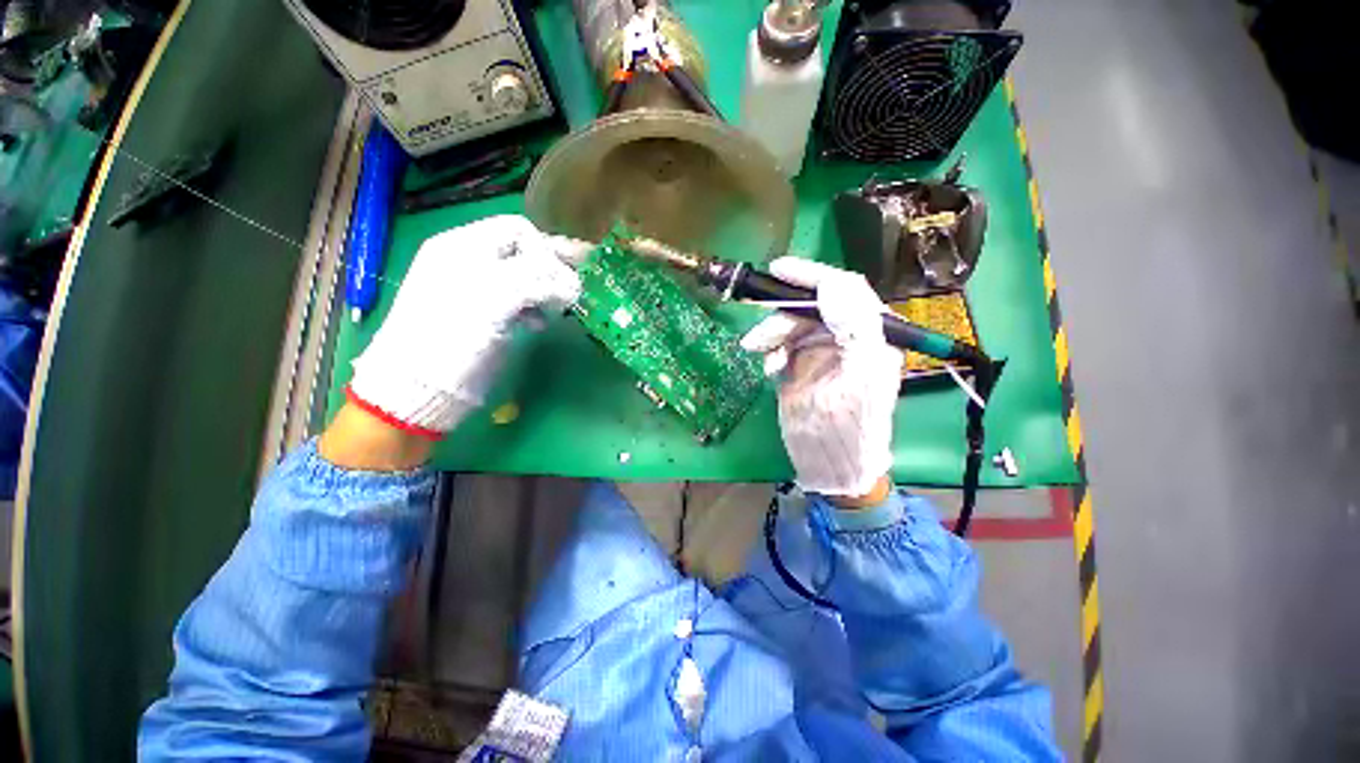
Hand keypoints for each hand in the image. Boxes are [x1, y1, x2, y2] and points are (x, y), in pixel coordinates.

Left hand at [347, 215, 581, 438]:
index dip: (545, 250)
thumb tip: (573, 283)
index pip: (517, 230)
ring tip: (560, 308)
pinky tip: (540, 323)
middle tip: (578, 286)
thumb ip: (536, 280)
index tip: (564, 277)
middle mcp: (471, 262)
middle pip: (523, 252)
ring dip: (548, 290)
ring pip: (525, 278)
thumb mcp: (493, 298)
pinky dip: (536, 308)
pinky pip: (520, 301)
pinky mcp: (487, 316)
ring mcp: (479, 290)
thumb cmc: (451, 336)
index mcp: (464, 246)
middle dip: (553, 268)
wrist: (420, 388)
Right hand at [740, 258, 902, 499]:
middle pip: (813, 305)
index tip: (778, 270)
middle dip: (783, 315)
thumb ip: (855, 327)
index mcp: (872, 335)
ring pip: (793, 323)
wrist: (830, 466)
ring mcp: (824, 350)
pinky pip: (783, 344)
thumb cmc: (849, 428)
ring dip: (773, 333)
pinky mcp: (803, 364)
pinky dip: (772, 351)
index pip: (845, 290)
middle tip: (758, 336)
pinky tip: (770, 369)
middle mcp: (850, 336)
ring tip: (758, 353)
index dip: (812, 276)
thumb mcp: (858, 379)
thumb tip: (834, 285)